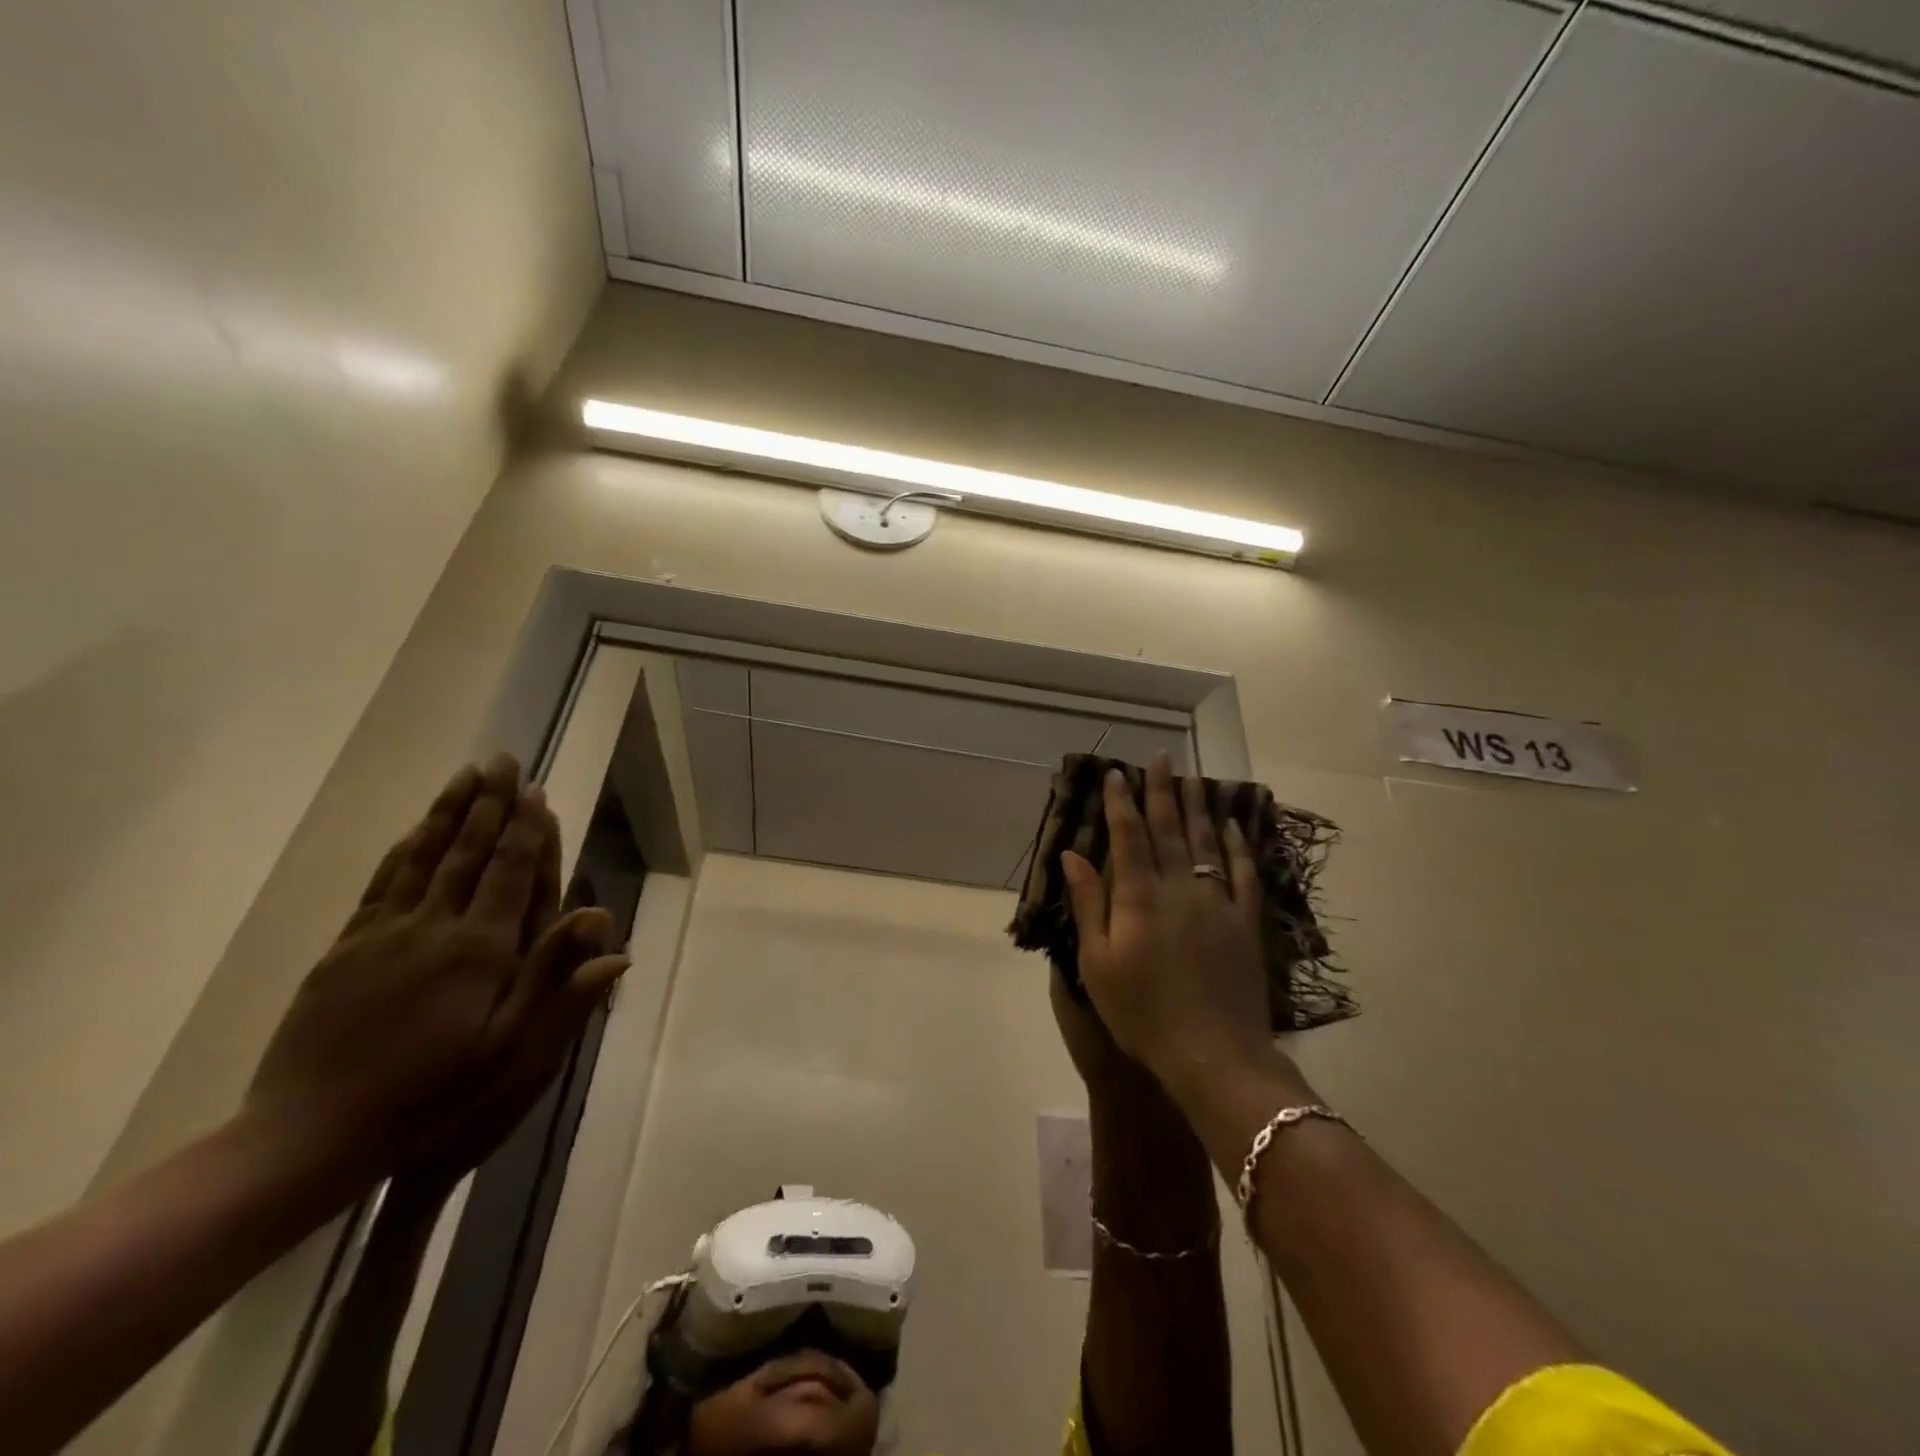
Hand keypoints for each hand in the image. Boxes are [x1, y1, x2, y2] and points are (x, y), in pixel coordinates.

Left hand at [246, 755, 627, 1187]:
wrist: (310, 1134)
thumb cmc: (430, 1095)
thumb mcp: (510, 1054)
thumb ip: (558, 990)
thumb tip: (615, 944)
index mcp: (481, 950)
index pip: (510, 874)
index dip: (526, 830)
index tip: (535, 790)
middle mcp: (435, 927)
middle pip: (467, 852)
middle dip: (489, 803)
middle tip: (502, 761)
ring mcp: (384, 933)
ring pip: (422, 857)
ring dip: (447, 812)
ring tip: (465, 776)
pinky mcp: (346, 948)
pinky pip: (381, 883)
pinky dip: (402, 849)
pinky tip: (413, 831)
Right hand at [1060, 753, 1274, 1104]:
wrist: (1214, 1055)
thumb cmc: (1143, 1013)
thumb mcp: (1098, 963)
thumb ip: (1089, 904)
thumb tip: (1072, 855)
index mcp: (1139, 898)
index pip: (1128, 837)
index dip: (1121, 803)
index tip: (1118, 774)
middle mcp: (1179, 888)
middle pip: (1169, 829)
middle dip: (1162, 791)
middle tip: (1162, 757)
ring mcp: (1217, 902)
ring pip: (1206, 842)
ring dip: (1198, 807)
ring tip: (1194, 778)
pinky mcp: (1246, 921)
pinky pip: (1244, 873)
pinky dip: (1239, 846)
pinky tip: (1234, 825)